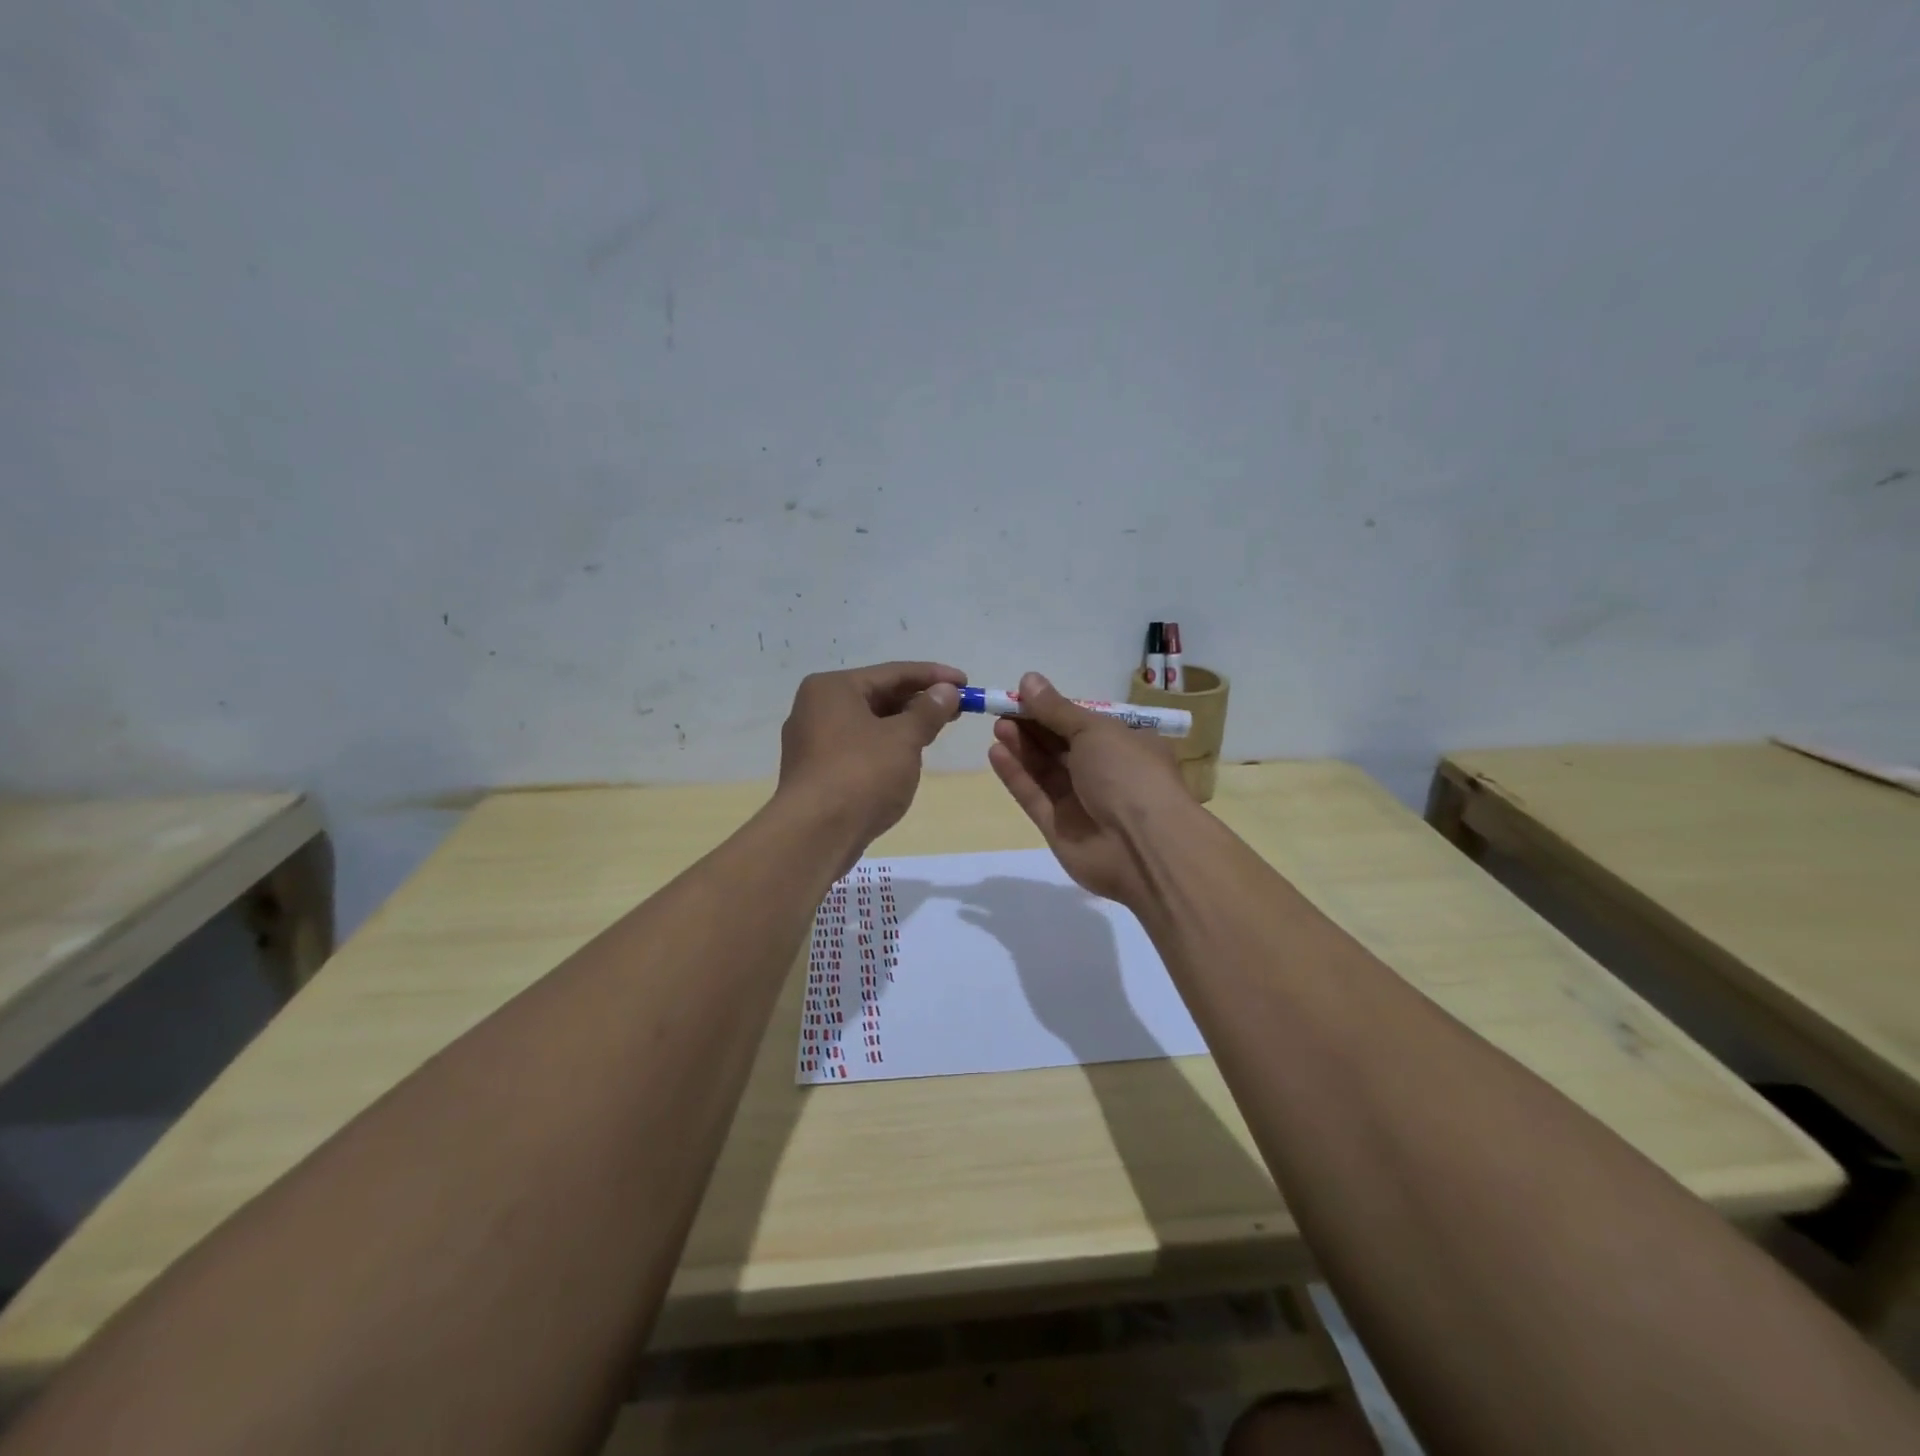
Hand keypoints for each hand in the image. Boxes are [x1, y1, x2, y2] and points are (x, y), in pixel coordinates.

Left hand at [776, 661, 966, 855]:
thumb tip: (947, 690)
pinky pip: (859, 747)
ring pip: (869, 723)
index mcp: (832, 688)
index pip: (893, 672)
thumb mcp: (903, 739)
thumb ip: (928, 711)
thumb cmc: (861, 775)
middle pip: (878, 696)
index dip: (934, 676)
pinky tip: (907, 756)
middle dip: (919, 701)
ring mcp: (812, 741)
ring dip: (904, 725)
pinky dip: (885, 746)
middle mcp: (816, 707)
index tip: (967, 682)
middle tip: (958, 708)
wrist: (815, 834)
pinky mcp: (816, 771)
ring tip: (938, 729)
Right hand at [986, 672, 1191, 907]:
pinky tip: (996, 753)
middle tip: (1002, 709)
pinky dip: (1017, 776)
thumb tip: (1028, 679)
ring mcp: (1082, 803)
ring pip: (1046, 771)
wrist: (1143, 846)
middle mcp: (1106, 773)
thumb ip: (1056, 709)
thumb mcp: (1094, 730)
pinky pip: (1035, 797)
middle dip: (1033, 727)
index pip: (1084, 723)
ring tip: (998, 727)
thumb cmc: (1128, 774)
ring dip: (1023, 747)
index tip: (1023, 695)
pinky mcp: (1060, 829)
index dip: (1053, 709)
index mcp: (1126, 745)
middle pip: (1062, 746)